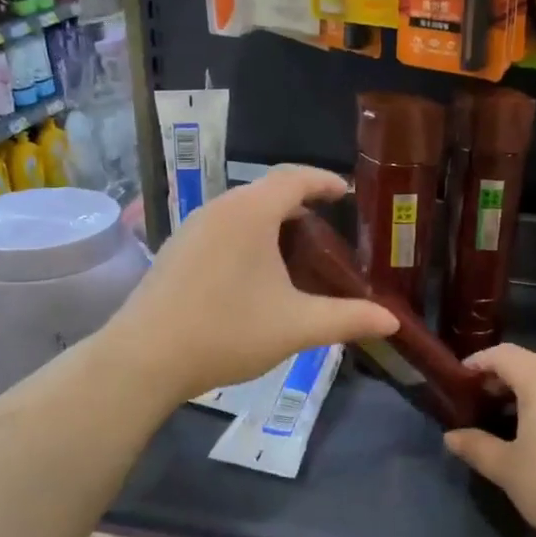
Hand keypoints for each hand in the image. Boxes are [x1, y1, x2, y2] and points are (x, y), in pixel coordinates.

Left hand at [107, 166, 398, 403]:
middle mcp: (219, 208)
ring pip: (242, 211)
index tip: (345, 193)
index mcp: (250, 213)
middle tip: (327, 234)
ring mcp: (192, 228)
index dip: (324, 181)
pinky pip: (222, 228)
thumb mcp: (296, 326)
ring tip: (294, 255)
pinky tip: (253, 275)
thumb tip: (392, 320)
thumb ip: (348, 318)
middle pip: (267, 192)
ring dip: (271, 224)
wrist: (144, 358)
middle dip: (300, 206)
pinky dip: (247, 237)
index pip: (295, 178)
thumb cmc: (227, 331)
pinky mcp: (175, 250)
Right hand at [444, 344, 535, 536]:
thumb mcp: (508, 469)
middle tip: (485, 401)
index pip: (503, 354)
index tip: (460, 381)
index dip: (478, 363)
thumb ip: (477, 447)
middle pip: (532, 362)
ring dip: (533, 390)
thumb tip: (451, 437)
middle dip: (505, 376)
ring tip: (516, 420)